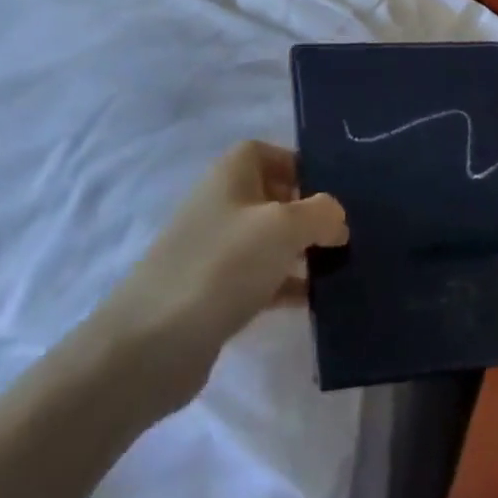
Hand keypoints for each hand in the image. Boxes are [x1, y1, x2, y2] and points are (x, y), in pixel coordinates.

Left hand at [92, 142, 346, 398]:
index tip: (332, 190)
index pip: (264, 152)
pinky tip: (313, 302)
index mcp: (229, 177)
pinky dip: (286, 286)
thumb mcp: (284, 227)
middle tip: (345, 232)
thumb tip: (336, 220)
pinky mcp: (213, 294)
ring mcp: (214, 252)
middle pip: (271, 197)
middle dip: (308, 212)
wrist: (152, 345)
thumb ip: (321, 213)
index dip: (297, 165)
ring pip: (268, 241)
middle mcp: (219, 206)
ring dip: (301, 251)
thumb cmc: (222, 266)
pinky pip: (260, 279)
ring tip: (340, 267)